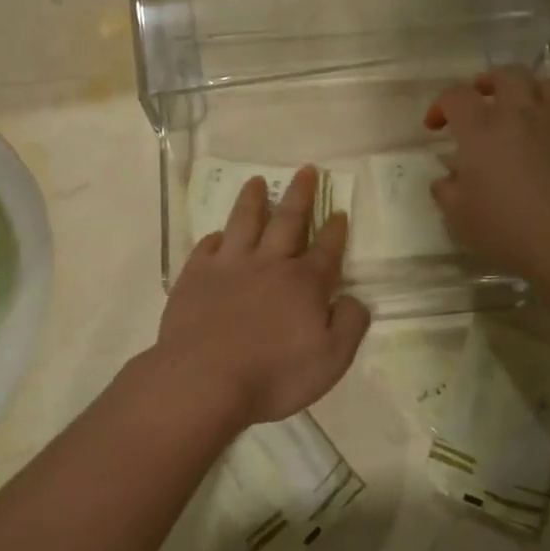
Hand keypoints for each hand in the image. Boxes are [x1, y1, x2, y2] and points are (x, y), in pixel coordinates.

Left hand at [152, 167, 370, 427]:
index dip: (335, 229)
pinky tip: (218, 234)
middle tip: (306, 170)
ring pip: (244, 222)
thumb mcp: (331, 361)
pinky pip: (207, 247)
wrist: (204, 381)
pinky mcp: (195, 277)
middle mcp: (269, 263)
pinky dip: (216, 237)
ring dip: (253, 200)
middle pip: (288, 220)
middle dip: (300, 194)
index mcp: (304, 283)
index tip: (339, 210)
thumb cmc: (274, 375)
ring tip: (257, 180)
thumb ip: (350, 325)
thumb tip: (354, 299)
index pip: (326, 248)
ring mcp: (229, 266)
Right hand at [424, 69, 549, 286]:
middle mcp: (519, 114)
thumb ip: (446, 192)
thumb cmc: (509, 230)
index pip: (456, 97)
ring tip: (519, 110)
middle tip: (479, 100)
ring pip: (542, 83)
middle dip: (486, 83)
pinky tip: (549, 136)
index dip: (440, 105)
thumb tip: (447, 179)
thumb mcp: (460, 218)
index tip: (435, 127)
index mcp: (481, 130)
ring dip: (526, 90)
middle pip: (504, 75)